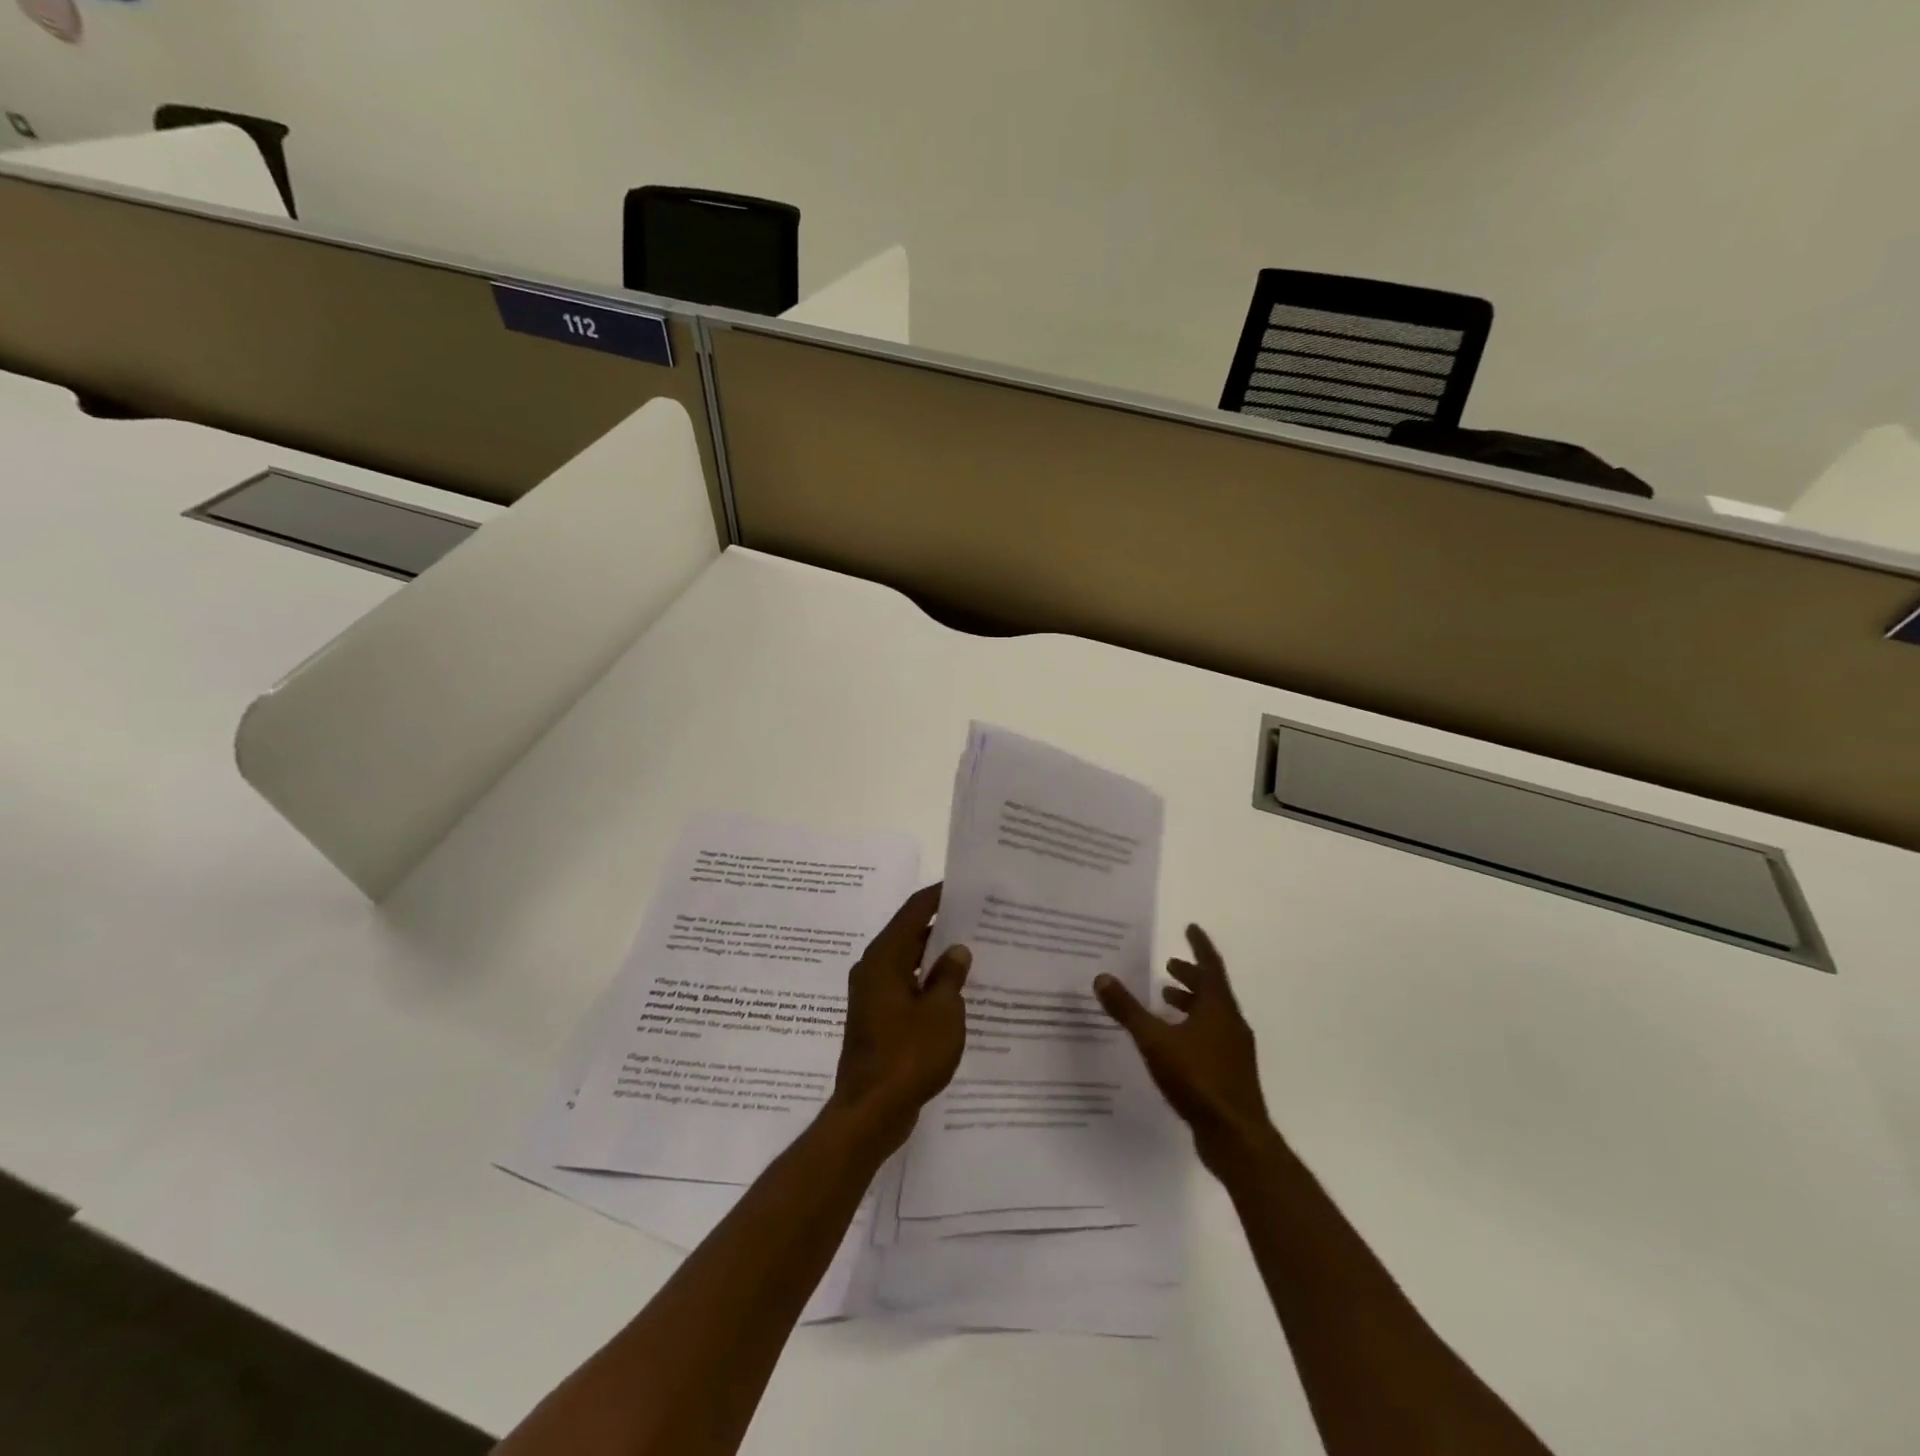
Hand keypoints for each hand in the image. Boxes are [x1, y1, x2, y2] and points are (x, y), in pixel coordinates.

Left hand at [829, 884, 971, 1149]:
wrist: (870, 1112)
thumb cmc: (908, 1055)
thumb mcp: (942, 1012)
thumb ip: (950, 976)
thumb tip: (957, 950)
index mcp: (884, 958)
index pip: (914, 911)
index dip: (938, 895)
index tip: (964, 885)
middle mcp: (873, 969)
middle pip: (909, 935)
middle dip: (942, 926)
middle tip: (978, 919)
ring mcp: (872, 996)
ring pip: (908, 963)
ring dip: (936, 958)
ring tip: (973, 952)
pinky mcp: (876, 1020)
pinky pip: (905, 988)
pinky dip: (927, 984)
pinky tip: (955, 993)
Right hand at [1095, 924, 1272, 1172]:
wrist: (1236, 1137)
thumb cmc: (1198, 1079)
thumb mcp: (1155, 1041)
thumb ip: (1128, 1010)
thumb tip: (1102, 977)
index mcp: (1219, 1008)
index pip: (1210, 966)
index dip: (1199, 946)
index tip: (1190, 928)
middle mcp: (1231, 1024)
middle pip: (1212, 991)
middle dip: (1190, 976)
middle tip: (1168, 966)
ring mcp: (1234, 1051)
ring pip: (1212, 1016)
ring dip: (1191, 1003)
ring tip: (1165, 999)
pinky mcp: (1230, 1074)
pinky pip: (1211, 1037)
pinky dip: (1193, 1028)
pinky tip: (1173, 1042)